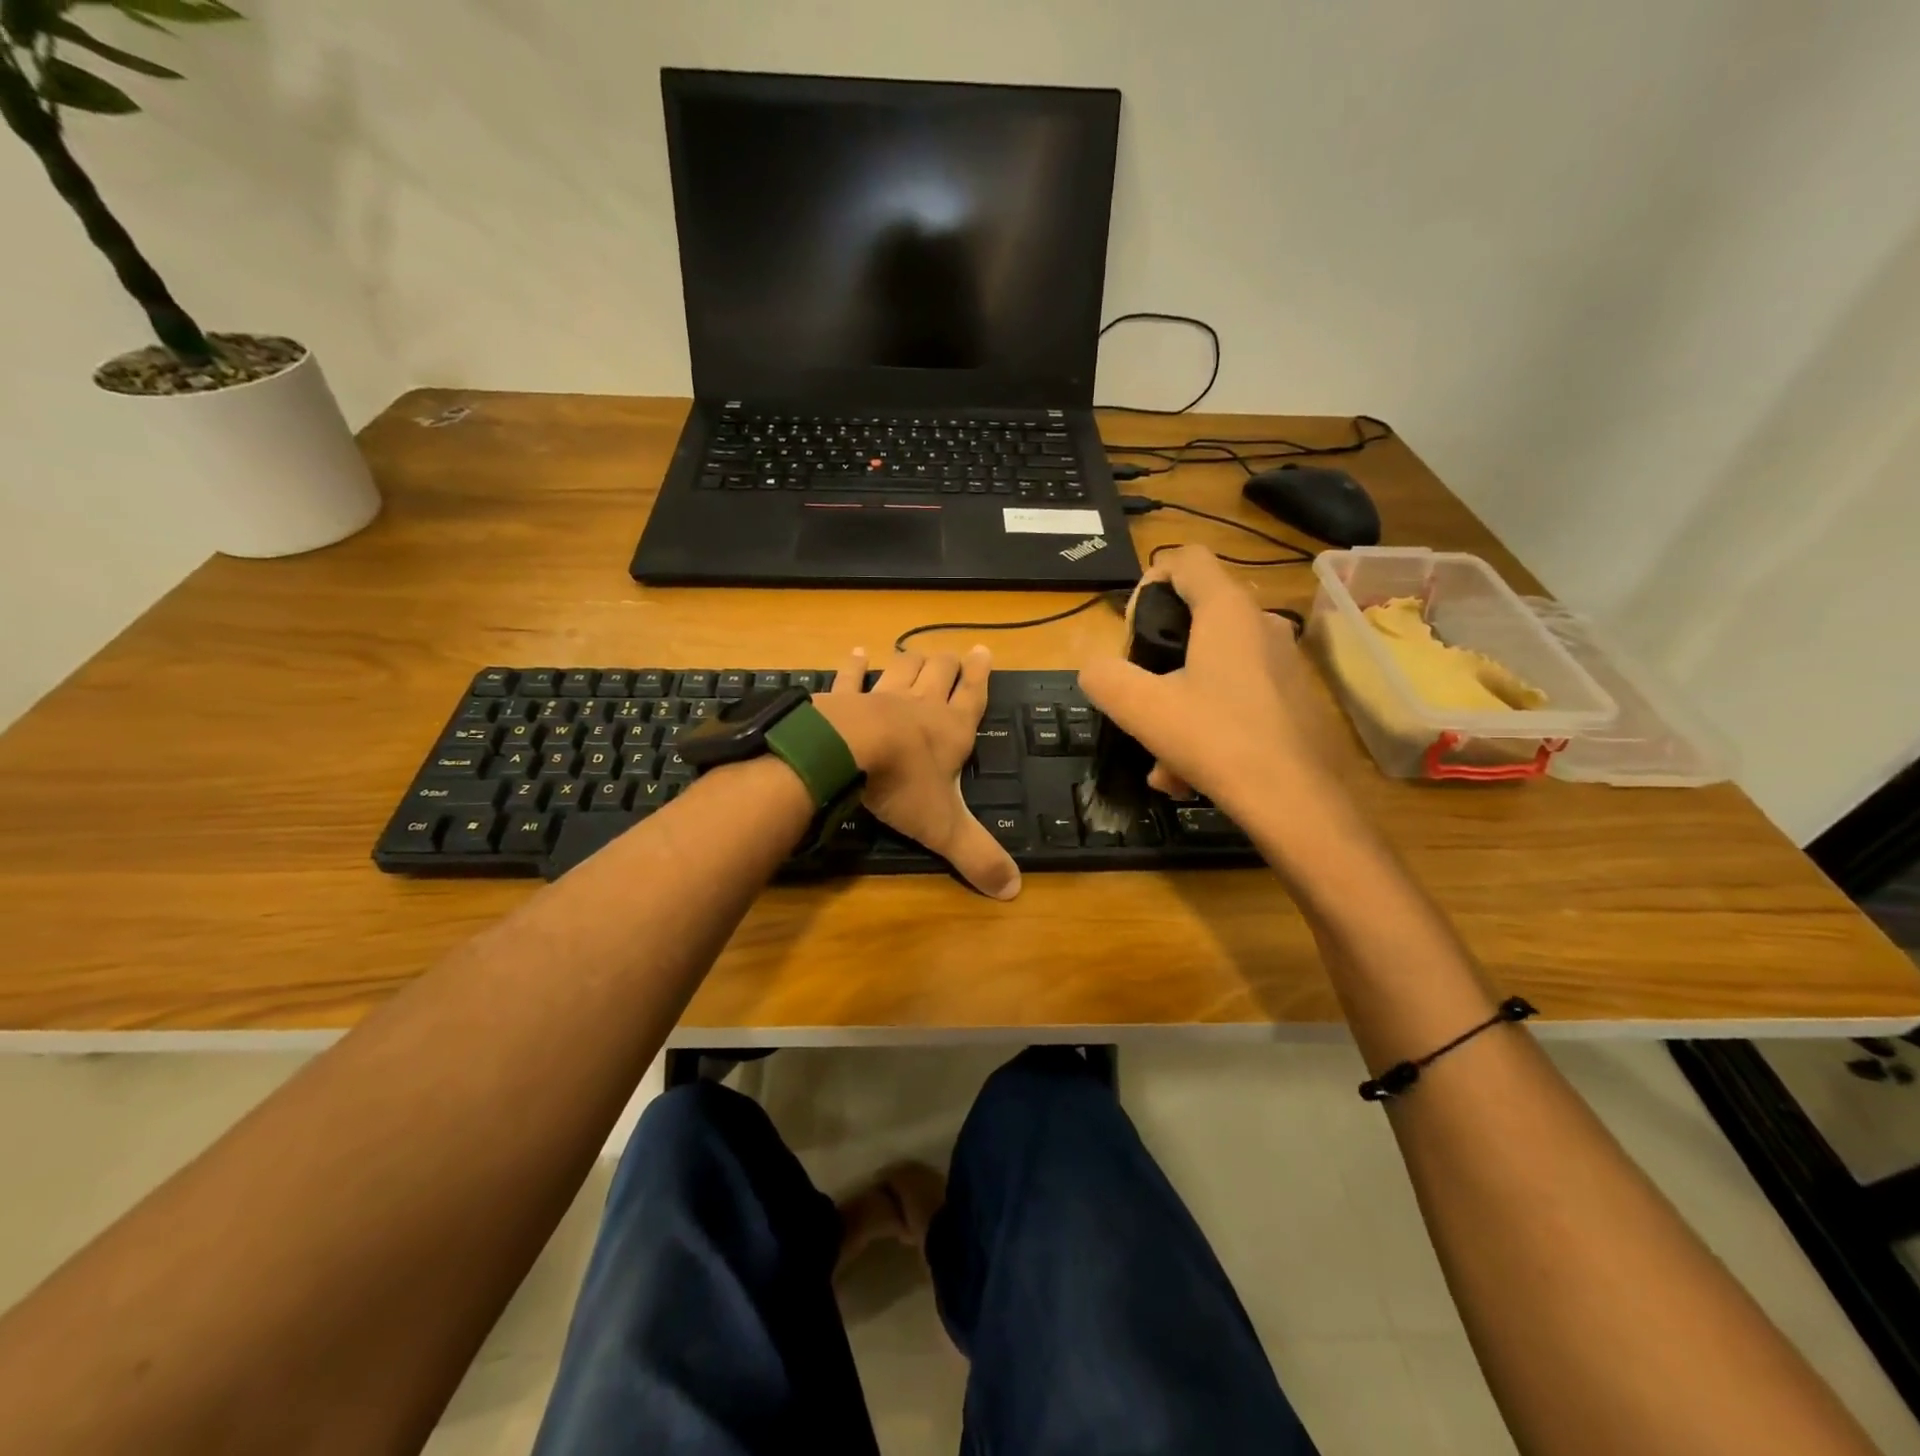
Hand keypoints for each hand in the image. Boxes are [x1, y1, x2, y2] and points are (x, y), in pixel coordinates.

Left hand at [811, 646, 1021, 900]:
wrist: (846, 753)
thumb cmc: (902, 785)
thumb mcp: (945, 827)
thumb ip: (977, 855)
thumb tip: (1014, 889)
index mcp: (950, 731)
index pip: (973, 697)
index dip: (980, 675)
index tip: (984, 651)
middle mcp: (921, 706)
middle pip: (939, 673)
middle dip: (948, 664)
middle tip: (954, 655)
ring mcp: (881, 696)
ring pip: (902, 669)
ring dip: (911, 661)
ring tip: (915, 654)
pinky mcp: (844, 697)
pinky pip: (852, 676)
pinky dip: (854, 665)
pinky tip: (856, 653)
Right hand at [1077, 546, 1333, 815]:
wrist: (1296, 804)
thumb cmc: (1217, 741)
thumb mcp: (1142, 709)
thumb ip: (1105, 677)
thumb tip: (1095, 669)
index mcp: (1227, 611)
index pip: (1186, 560)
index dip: (1150, 581)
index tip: (1133, 631)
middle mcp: (1262, 625)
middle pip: (1196, 617)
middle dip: (1158, 660)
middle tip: (1140, 699)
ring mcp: (1283, 662)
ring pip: (1212, 668)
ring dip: (1178, 707)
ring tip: (1161, 762)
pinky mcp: (1292, 698)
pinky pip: (1235, 698)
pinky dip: (1206, 725)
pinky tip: (1190, 775)